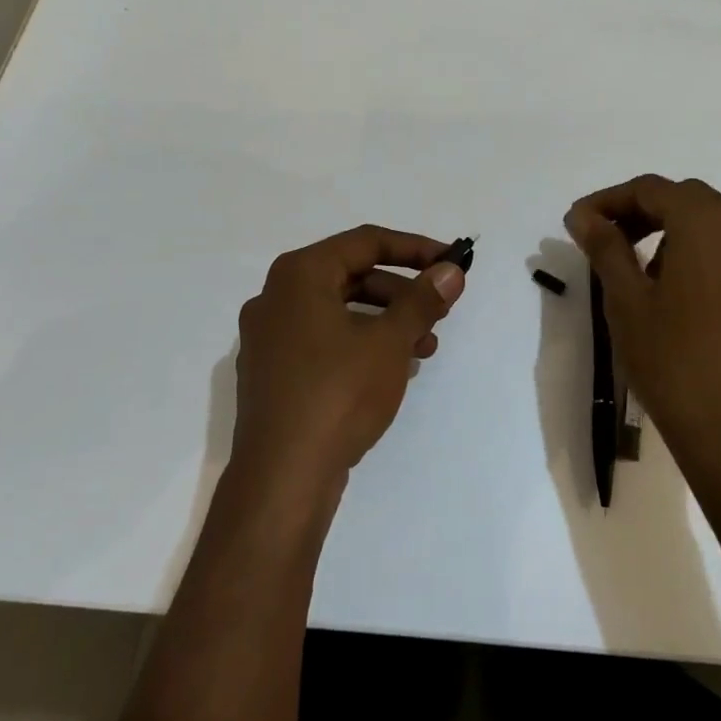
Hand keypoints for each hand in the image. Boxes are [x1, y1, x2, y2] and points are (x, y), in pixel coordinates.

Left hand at [233, 225, 466, 490]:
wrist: (282, 479)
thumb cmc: (338, 394)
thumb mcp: (390, 342)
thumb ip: (423, 300)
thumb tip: (451, 270)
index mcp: (299, 275)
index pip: (365, 242)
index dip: (414, 248)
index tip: (451, 263)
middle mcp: (276, 297)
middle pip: (351, 275)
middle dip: (402, 292)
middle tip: (440, 311)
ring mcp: (269, 337)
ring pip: (339, 312)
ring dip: (386, 322)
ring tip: (425, 348)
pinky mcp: (273, 372)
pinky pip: (324, 341)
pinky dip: (360, 344)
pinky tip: (393, 369)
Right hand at [565, 175, 720, 482]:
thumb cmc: (669, 357)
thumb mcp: (625, 297)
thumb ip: (604, 246)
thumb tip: (582, 215)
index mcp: (706, 224)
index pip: (650, 190)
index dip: (608, 200)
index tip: (575, 222)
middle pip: (682, 198)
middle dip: (637, 209)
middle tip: (599, 236)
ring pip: (706, 220)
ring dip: (665, 226)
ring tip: (628, 260)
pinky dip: (691, 246)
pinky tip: (666, 280)